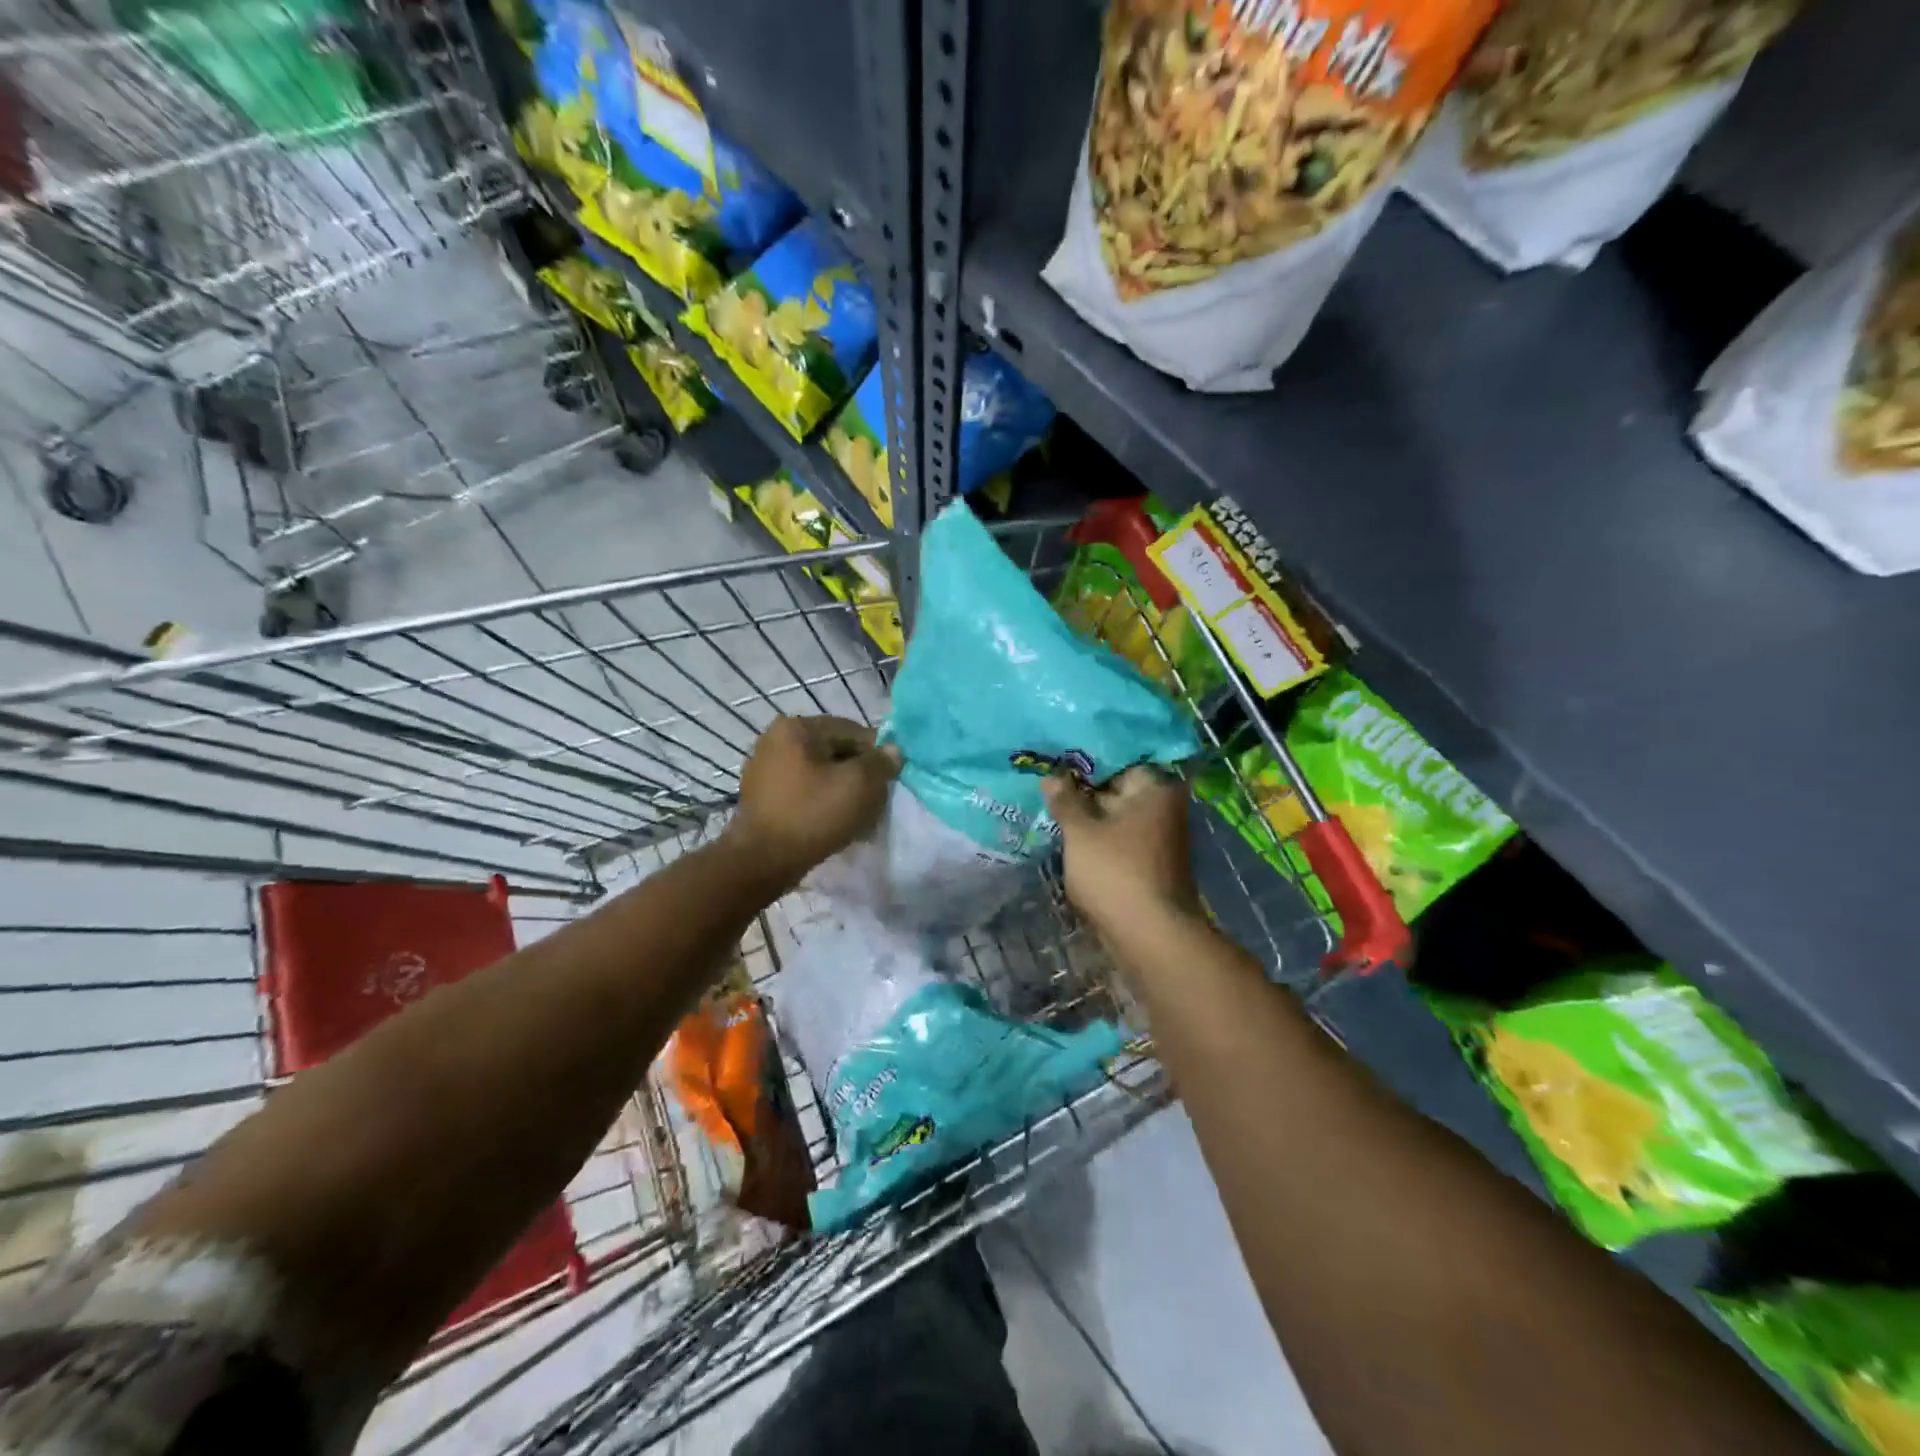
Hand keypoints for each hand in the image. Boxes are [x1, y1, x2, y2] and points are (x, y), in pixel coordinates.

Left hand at [725, 715, 899, 890]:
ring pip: (820, 772)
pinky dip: (820, 801)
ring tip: (855, 817)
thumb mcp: (860, 785)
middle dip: (858, 774)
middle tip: (874, 802)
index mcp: (796, 727)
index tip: (888, 782)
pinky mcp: (761, 795)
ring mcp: (764, 767)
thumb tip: (892, 751)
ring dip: (841, 790)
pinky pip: (803, 790)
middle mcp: (775, 739)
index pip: (852, 731)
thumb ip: (882, 762)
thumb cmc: (813, 814)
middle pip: (835, 751)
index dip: (876, 755)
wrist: (763, 861)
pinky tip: (832, 822)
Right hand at [1043, 765, 1200, 941]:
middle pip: (1117, 786)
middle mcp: (1164, 806)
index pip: (1118, 758)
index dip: (1084, 758)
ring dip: (1088, 814)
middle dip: (1083, 787)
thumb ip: (1065, 800)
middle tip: (1045, 779)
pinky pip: (1118, 838)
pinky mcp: (1150, 862)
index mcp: (1156, 788)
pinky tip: (1068, 834)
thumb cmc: (1116, 873)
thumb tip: (1051, 776)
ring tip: (1050, 803)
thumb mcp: (1081, 832)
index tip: (1055, 758)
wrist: (1151, 936)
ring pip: (1115, 815)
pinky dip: (1097, 836)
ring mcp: (1159, 836)